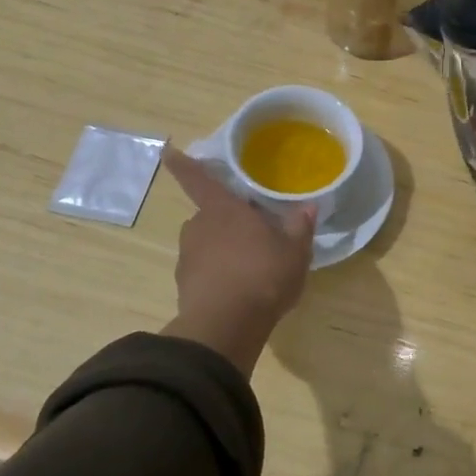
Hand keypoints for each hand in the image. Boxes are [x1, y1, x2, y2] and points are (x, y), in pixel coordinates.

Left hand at [159, 149, 316, 374]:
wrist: (226, 326)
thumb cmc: (263, 275)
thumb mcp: (295, 251)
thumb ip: (300, 227)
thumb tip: (308, 206)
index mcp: (223, 209)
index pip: (198, 179)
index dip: (183, 163)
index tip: (166, 148)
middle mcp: (199, 227)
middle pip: (210, 215)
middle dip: (228, 220)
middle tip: (254, 233)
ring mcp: (187, 257)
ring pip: (206, 243)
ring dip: (224, 249)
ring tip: (251, 266)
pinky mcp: (184, 285)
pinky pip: (204, 270)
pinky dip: (218, 275)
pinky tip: (239, 289)